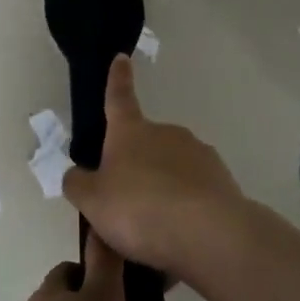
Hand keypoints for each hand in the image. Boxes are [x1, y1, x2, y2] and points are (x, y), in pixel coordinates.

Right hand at [62, 56, 247, 284]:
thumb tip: (76, 176)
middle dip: (136, 169)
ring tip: (153, 237)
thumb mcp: (92, 201)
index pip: (118, 98)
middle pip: (145, 146)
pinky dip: (185, 213)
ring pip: (171, 173)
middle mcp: (166, 134)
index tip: (122, 57)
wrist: (209, 234)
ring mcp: (198, 154)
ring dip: (162, 194)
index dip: (117, 79)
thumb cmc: (140, 209)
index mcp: (130, 132)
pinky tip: (179, 243)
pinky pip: (194, 196)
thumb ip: (78, 185)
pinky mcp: (222, 181)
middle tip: (126, 210)